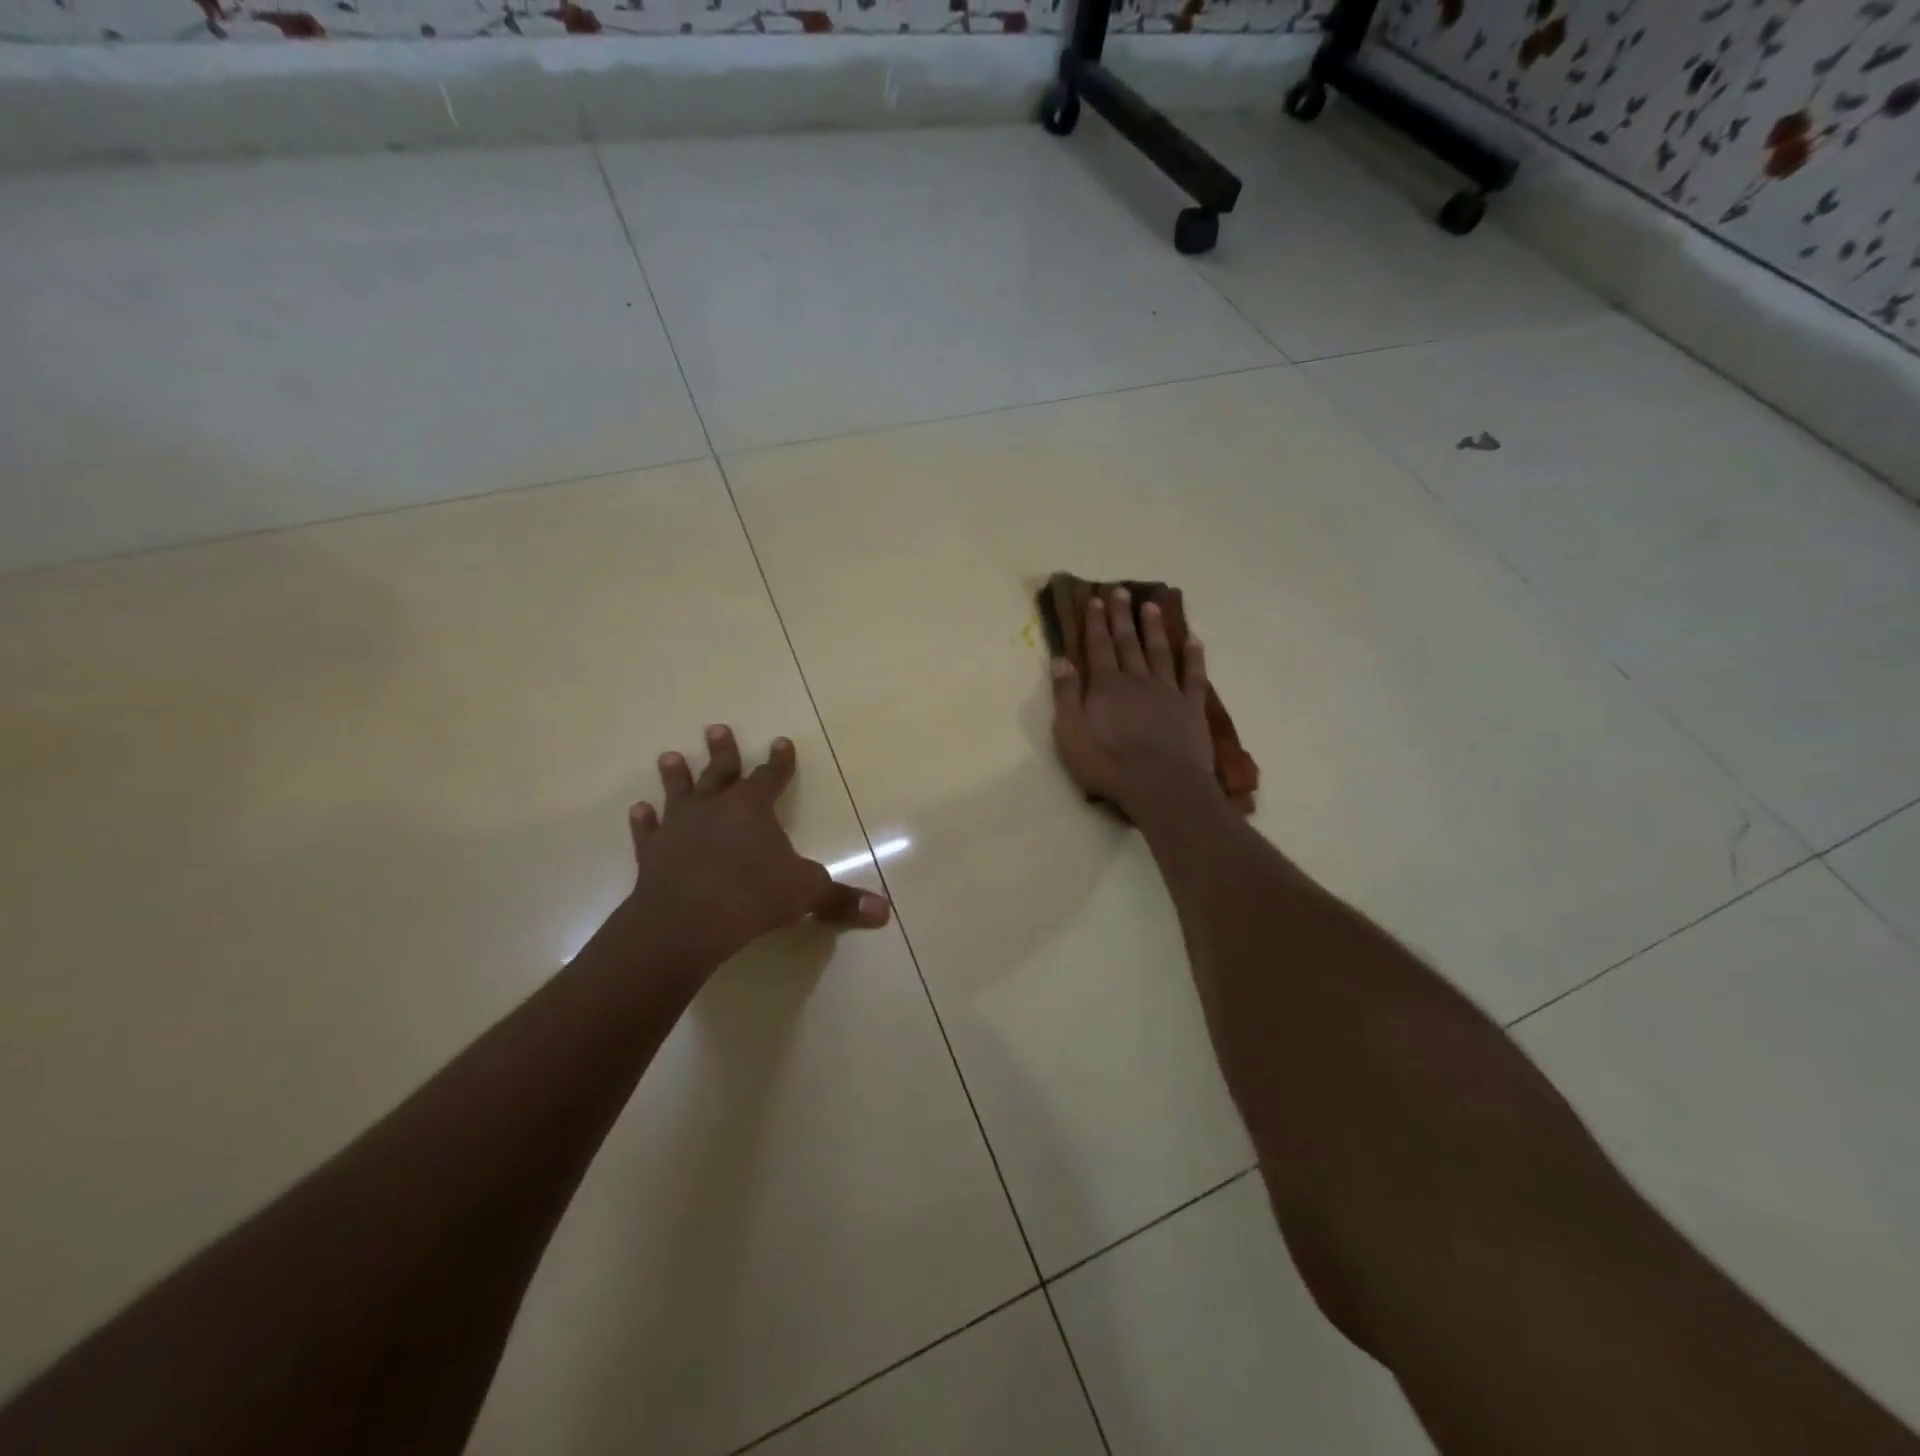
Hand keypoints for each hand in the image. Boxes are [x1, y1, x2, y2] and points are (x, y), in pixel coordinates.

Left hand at [621, 727, 890, 965]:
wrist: (686, 919)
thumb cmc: (753, 896)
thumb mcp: (806, 894)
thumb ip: (841, 900)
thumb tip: (884, 913)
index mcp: (753, 808)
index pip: (771, 776)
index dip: (779, 761)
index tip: (781, 741)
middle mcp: (715, 808)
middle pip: (720, 771)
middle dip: (722, 750)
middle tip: (716, 728)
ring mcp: (679, 828)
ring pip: (679, 792)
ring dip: (676, 775)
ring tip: (669, 756)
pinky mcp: (653, 853)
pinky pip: (648, 831)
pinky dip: (644, 821)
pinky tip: (639, 810)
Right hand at [1051, 587, 1215, 817]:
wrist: (1161, 786)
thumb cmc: (1108, 764)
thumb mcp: (1071, 735)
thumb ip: (1066, 696)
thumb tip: (1061, 660)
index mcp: (1106, 686)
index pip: (1098, 647)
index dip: (1096, 623)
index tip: (1096, 600)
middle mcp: (1137, 680)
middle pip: (1128, 642)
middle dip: (1122, 616)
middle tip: (1121, 591)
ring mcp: (1167, 691)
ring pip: (1159, 652)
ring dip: (1154, 628)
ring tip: (1151, 606)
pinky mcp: (1191, 707)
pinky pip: (1193, 675)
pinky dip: (1194, 657)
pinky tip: (1194, 640)